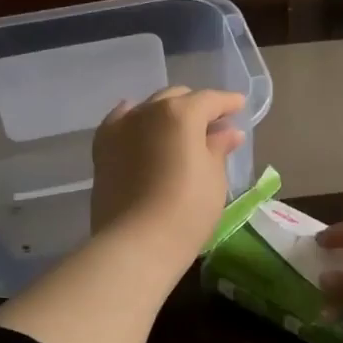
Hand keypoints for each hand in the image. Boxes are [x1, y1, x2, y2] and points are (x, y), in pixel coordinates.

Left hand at [91, 86, 246, 266]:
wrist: (136, 243)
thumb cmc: (187, 210)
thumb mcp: (213, 178)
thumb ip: (218, 148)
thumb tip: (228, 132)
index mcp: (181, 113)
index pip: (210, 100)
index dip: (227, 102)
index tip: (239, 106)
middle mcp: (148, 111)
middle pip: (177, 98)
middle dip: (197, 107)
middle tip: (212, 124)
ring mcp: (121, 128)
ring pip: (149, 108)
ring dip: (167, 113)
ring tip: (180, 131)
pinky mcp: (102, 148)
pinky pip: (121, 123)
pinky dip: (136, 121)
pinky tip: (141, 128)